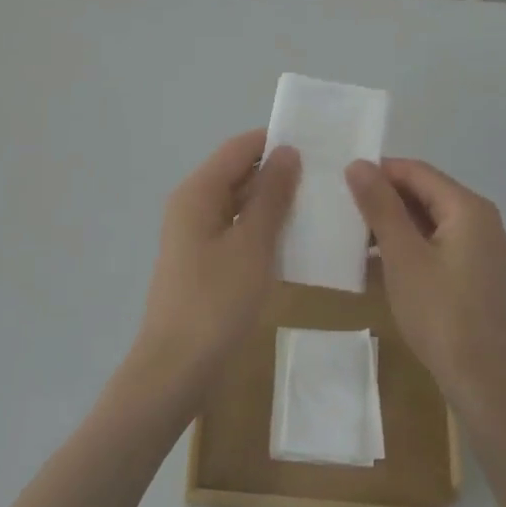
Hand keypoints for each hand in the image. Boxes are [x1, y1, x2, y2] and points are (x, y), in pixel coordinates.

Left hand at [127, 130, 300, 405]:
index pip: (239, 148)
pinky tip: (296, 238)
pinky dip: (264, 228)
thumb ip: (271, 196)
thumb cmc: (215, 301)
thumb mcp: (251, 245)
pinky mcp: (204, 260)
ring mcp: (196, 234)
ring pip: (240, 203)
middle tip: (328, 175)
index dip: (275, 140)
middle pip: (238, 172)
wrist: (177, 366)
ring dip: (274, 201)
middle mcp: (193, 205)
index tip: (318, 143)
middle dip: (279, 171)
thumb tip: (287, 151)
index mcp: (198, 192)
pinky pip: (237, 230)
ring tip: (321, 202)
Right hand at [345, 158, 505, 416]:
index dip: (378, 171)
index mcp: (467, 208)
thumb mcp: (403, 257)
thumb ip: (381, 207)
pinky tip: (375, 262)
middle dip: (383, 198)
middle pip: (424, 193)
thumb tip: (359, 164)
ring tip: (350, 234)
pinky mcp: (474, 273)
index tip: (338, 180)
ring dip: (392, 224)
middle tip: (339, 207)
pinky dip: (407, 246)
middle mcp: (480, 219)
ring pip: (428, 220)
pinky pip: (435, 244)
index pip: (416, 171)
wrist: (484, 382)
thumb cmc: (441, 313)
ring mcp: (480, 248)